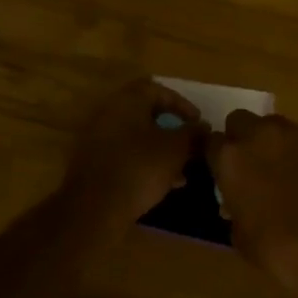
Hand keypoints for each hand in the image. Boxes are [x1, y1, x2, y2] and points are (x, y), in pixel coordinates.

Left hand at [63, 78, 205, 222]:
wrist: (95, 208)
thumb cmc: (140, 168)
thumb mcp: (175, 149)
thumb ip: (192, 134)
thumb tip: (203, 126)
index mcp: (127, 101)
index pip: (157, 89)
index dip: (182, 104)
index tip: (197, 123)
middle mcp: (109, 113)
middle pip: (146, 113)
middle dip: (172, 129)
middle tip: (190, 144)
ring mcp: (98, 138)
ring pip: (137, 137)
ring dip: (161, 149)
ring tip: (182, 170)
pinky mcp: (94, 163)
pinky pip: (126, 154)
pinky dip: (145, 162)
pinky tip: (163, 183)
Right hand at [207, 111, 297, 296]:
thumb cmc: (274, 246)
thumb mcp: (238, 230)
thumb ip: (233, 202)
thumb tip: (237, 198)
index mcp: (229, 157)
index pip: (211, 142)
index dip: (216, 156)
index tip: (221, 169)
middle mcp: (257, 135)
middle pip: (240, 120)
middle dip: (241, 137)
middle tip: (249, 162)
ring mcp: (291, 134)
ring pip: (272, 124)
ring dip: (270, 140)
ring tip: (279, 166)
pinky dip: (297, 150)